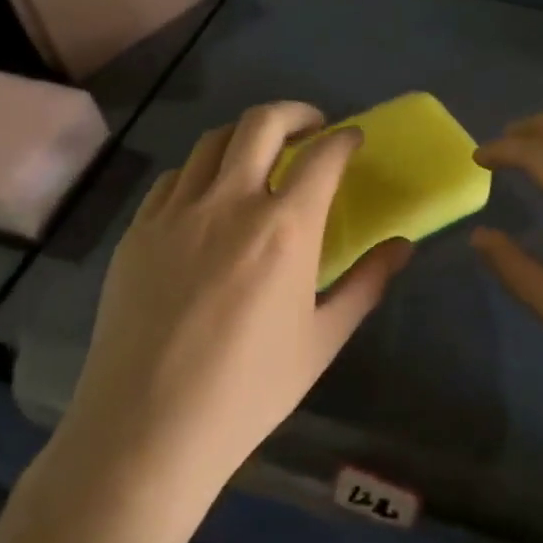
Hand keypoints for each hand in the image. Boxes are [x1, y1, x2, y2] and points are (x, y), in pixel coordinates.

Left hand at [54, 102, 411, 511]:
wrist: (147, 429)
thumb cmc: (248, 390)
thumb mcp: (322, 340)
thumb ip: (366, 283)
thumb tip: (403, 246)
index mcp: (284, 229)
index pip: (322, 157)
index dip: (344, 139)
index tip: (353, 139)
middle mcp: (230, 203)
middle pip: (262, 123)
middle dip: (295, 114)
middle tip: (312, 129)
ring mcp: (176, 213)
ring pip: (212, 141)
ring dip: (246, 135)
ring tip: (262, 154)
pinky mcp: (138, 231)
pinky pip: (174, 177)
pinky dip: (202, 170)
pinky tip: (210, 196)